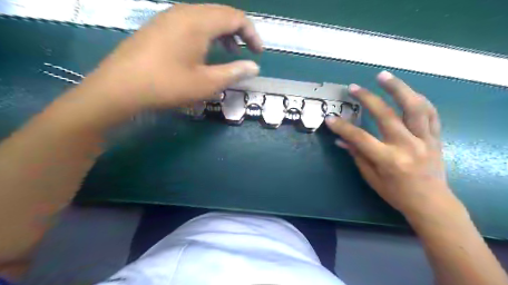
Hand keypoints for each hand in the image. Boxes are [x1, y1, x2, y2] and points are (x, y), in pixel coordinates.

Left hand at [82, 3, 261, 115]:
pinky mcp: (158, 27)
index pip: (236, 17)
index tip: (258, 53)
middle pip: (220, 14)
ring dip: (221, 34)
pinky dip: (205, 35)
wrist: (119, 89)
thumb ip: (234, 72)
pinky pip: (189, 24)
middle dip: (238, 33)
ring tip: (228, 53)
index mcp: (198, 22)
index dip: (251, 34)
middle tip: (244, 53)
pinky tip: (203, 53)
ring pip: (204, 18)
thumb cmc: (168, 86)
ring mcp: (167, 18)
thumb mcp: (207, 83)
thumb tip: (254, 67)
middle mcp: (183, 12)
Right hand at [330, 71, 456, 215]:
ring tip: (383, 76)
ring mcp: (425, 139)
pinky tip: (407, 92)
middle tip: (354, 88)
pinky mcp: (436, 137)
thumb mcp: (372, 178)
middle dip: (367, 99)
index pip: (360, 138)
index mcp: (389, 160)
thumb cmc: (397, 194)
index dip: (342, 127)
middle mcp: (408, 146)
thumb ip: (357, 155)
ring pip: (414, 107)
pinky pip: (430, 113)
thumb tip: (341, 139)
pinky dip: (418, 99)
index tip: (330, 118)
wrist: (432, 203)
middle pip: (386, 115)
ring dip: (398, 88)